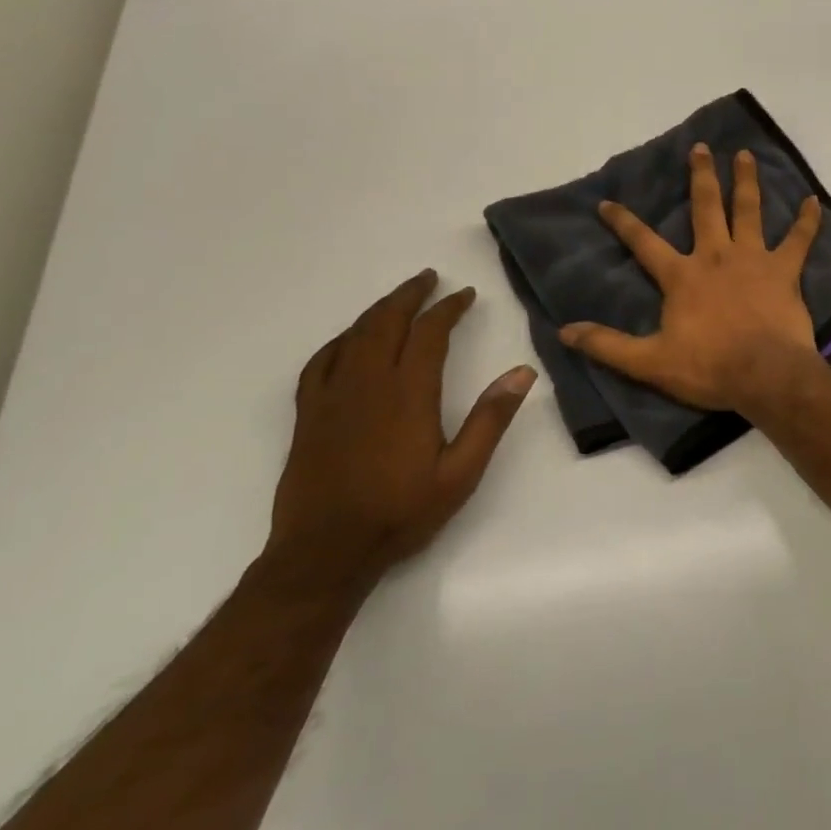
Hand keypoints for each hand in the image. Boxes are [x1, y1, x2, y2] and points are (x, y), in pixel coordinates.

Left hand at [267, 271, 534, 593]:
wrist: (326, 551)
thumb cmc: (401, 512)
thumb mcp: (461, 472)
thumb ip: (491, 419)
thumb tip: (522, 372)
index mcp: (408, 394)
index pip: (430, 333)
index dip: (448, 308)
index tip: (465, 295)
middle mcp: (368, 384)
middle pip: (387, 322)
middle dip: (410, 295)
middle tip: (430, 279)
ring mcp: (332, 396)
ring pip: (354, 335)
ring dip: (379, 310)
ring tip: (399, 298)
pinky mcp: (308, 413)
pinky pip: (321, 361)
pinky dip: (341, 339)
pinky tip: (350, 339)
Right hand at [561, 143, 822, 411]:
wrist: (766, 375)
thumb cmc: (709, 368)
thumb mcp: (650, 362)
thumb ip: (608, 345)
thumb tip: (565, 331)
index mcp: (682, 276)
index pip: (644, 243)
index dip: (623, 222)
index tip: (607, 202)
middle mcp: (716, 257)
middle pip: (706, 208)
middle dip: (701, 176)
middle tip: (700, 147)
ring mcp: (754, 260)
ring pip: (749, 211)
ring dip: (746, 181)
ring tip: (745, 155)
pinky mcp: (785, 271)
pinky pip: (800, 240)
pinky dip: (808, 221)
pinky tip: (815, 201)